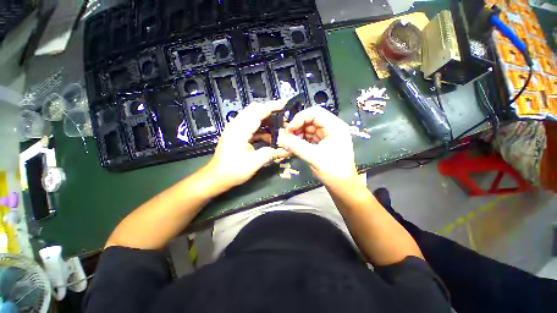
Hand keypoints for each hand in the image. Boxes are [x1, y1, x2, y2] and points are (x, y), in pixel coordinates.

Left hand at [206, 100, 289, 190]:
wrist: (217, 178)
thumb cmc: (233, 170)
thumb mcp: (254, 162)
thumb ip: (272, 153)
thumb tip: (288, 150)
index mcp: (240, 129)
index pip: (258, 111)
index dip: (272, 106)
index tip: (285, 104)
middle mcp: (237, 125)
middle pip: (254, 110)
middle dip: (270, 111)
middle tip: (284, 117)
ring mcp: (236, 129)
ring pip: (253, 117)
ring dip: (267, 120)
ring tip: (280, 127)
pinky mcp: (237, 135)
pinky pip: (251, 126)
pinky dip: (262, 129)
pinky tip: (271, 136)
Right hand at [277, 106, 358, 187]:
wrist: (342, 186)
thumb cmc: (333, 171)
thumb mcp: (314, 157)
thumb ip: (296, 146)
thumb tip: (280, 138)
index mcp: (335, 127)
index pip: (315, 113)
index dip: (300, 118)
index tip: (288, 129)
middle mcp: (331, 128)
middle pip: (310, 120)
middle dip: (297, 126)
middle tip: (286, 136)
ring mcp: (326, 135)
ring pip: (308, 128)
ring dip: (297, 133)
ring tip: (289, 142)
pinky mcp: (321, 143)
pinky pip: (308, 137)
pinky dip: (300, 140)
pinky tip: (293, 145)